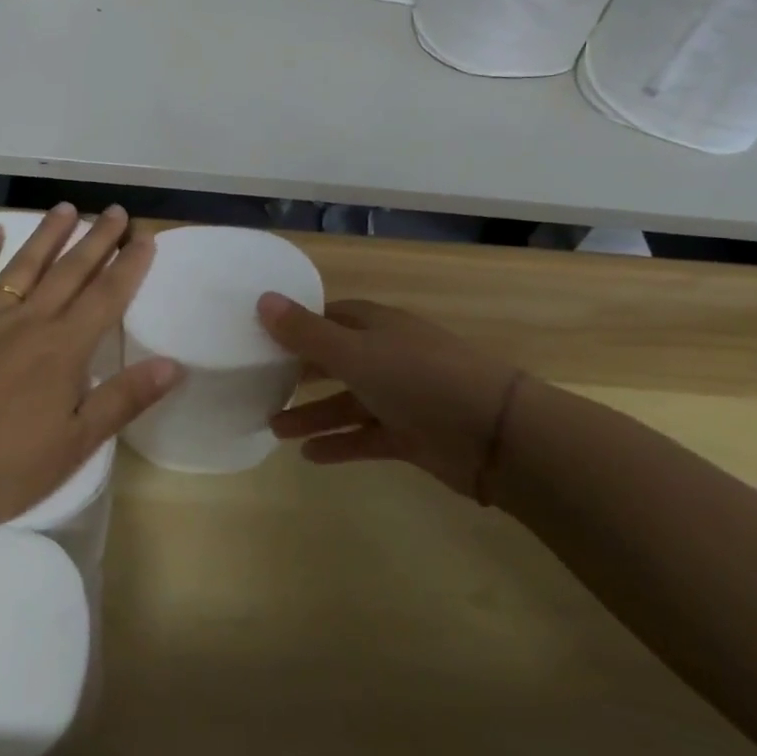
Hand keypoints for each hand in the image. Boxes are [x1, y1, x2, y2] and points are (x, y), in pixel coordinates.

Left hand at [0, 203, 181, 528]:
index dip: (129, 266)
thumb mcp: (74, 444)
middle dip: (96, 240)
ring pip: (22, 267)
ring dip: (46, 236)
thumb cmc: (1, 467)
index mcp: (62, 349)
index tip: (146, 237)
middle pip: (69, 272)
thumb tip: (175, 365)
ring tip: (66, 208)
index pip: (106, 297)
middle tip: (116, 211)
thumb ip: (123, 399)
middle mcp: (27, 322)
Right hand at [256, 294, 524, 504]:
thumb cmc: (419, 378)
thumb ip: (306, 333)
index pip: (331, 317)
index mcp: (377, 326)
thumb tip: (262, 299)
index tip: (262, 338)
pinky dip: (340, 444)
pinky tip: (309, 456)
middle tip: (261, 385)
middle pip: (336, 360)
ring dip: (313, 414)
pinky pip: (366, 437)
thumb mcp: (355, 352)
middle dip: (301, 373)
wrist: (494, 433)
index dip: (299, 325)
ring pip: (347, 402)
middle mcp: (388, 356)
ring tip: (274, 429)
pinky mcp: (411, 435)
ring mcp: (401, 397)